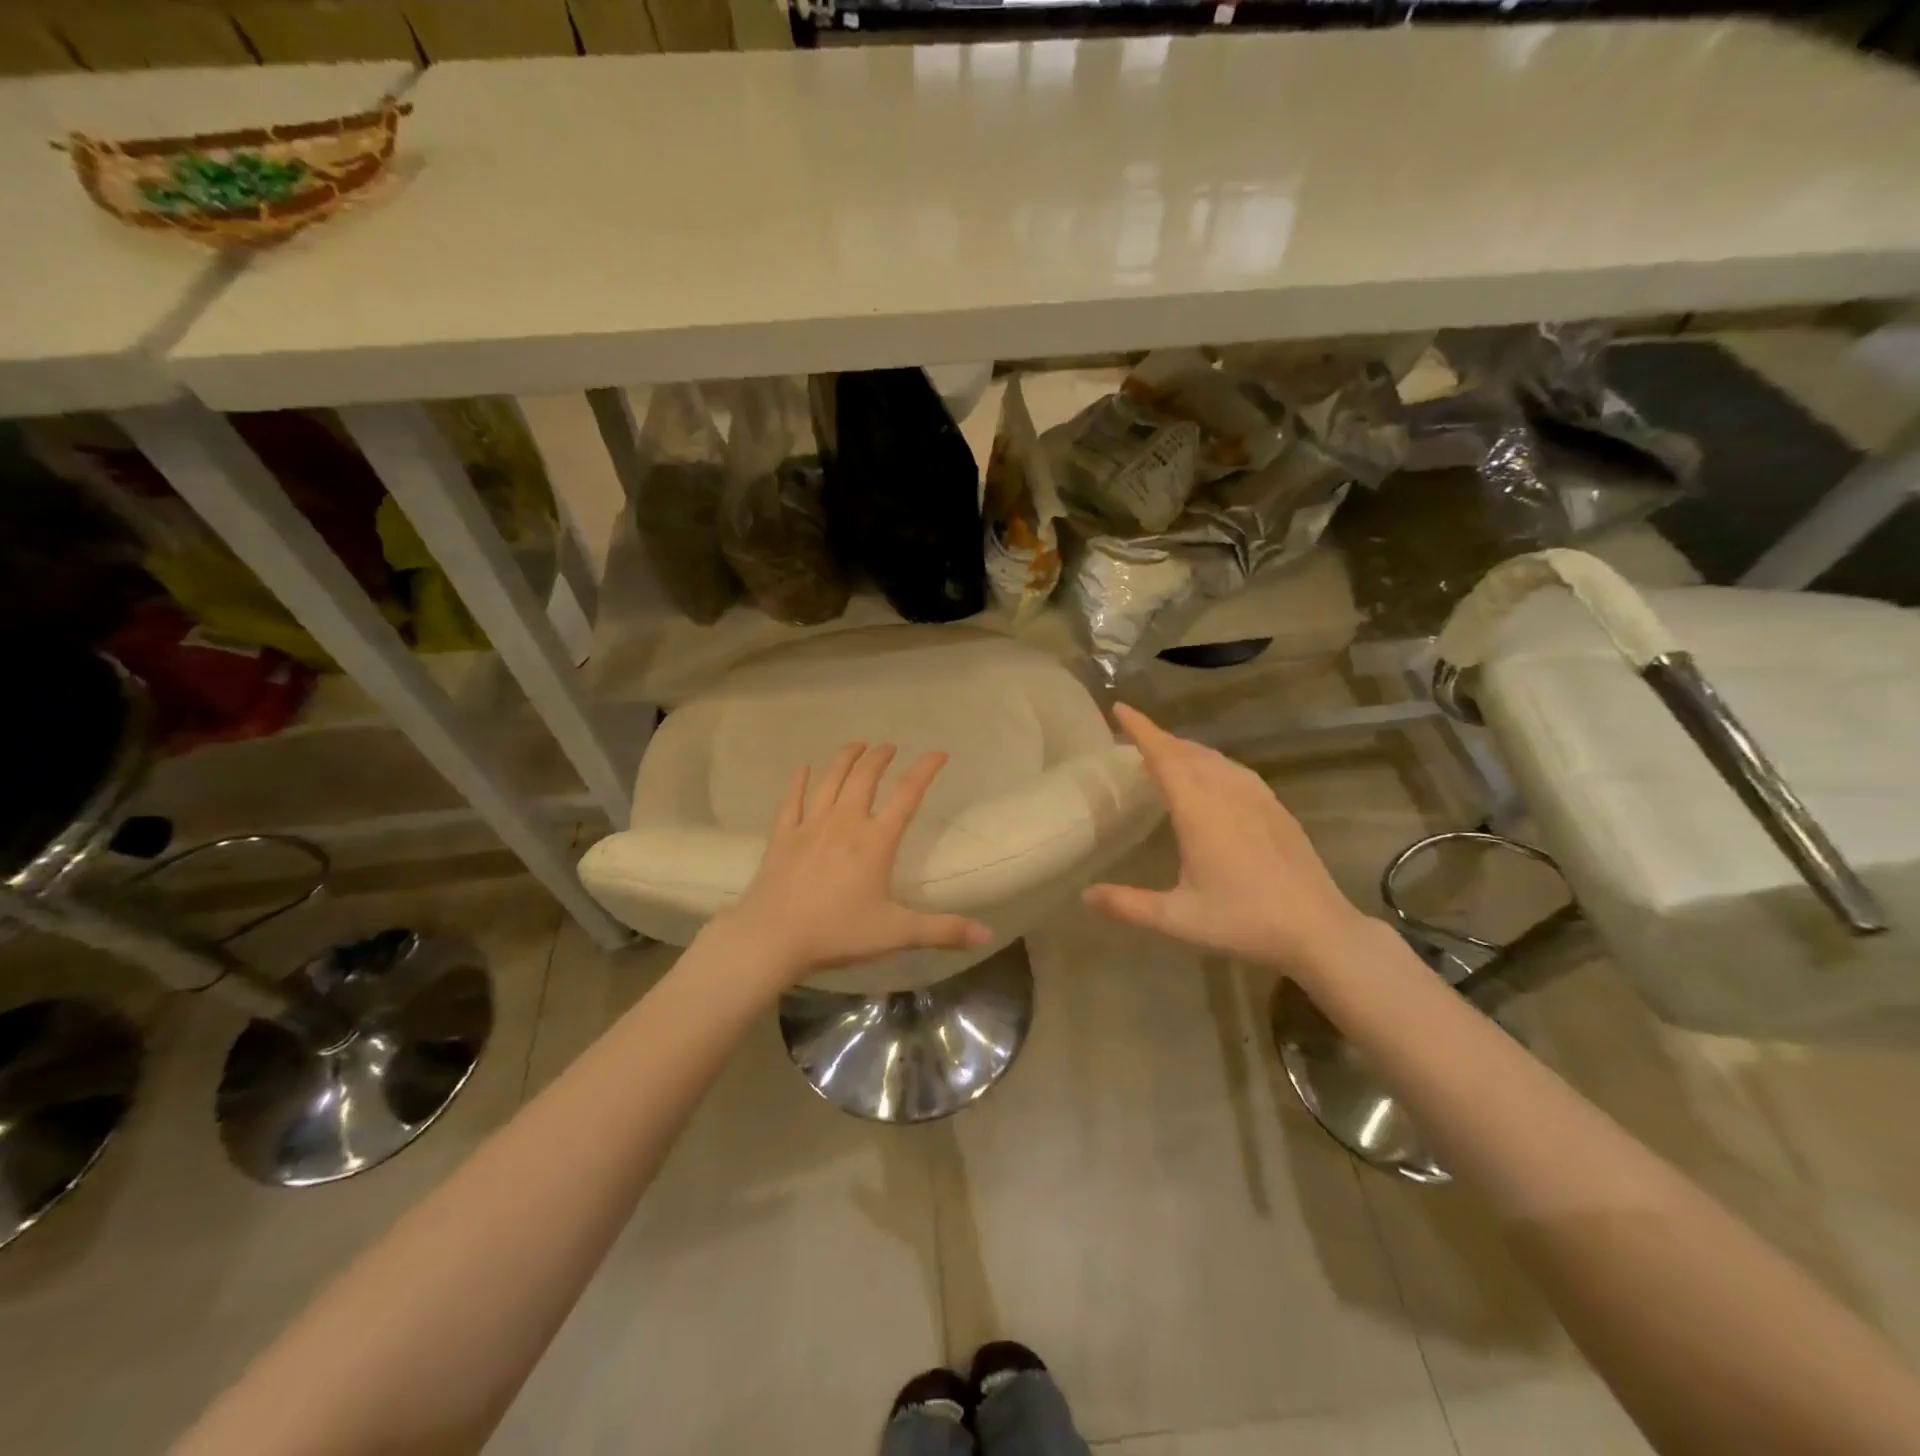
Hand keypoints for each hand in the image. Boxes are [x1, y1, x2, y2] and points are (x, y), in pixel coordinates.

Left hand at [714, 742, 992, 986]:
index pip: (907, 795)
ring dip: (845, 758)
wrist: (773, 938)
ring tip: (856, 745)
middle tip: (889, 747)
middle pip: (865, 777)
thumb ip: (942, 930)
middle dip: (880, 757)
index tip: (939, 753)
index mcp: (876, 840)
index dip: (925, 770)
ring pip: (830, 780)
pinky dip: (798, 781)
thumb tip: (987, 934)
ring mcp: (810, 825)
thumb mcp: (896, 933)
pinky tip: (803, 768)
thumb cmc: (838, 932)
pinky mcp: (783, 836)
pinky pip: (792, 800)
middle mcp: (845, 822)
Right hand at [1084, 704, 1371, 978]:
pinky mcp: (1276, 809)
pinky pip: (1236, 770)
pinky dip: (1212, 763)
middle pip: (1188, 752)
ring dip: (1186, 749)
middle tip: (1134, 735)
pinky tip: (1213, 777)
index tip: (1120, 708)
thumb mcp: (1178, 919)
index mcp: (1199, 811)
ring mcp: (1257, 798)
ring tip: (1166, 753)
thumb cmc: (1244, 921)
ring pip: (1215, 758)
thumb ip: (1128, 905)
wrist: (1319, 930)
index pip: (1164, 756)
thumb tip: (1085, 896)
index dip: (1141, 730)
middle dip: (1159, 738)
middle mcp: (1228, 793)